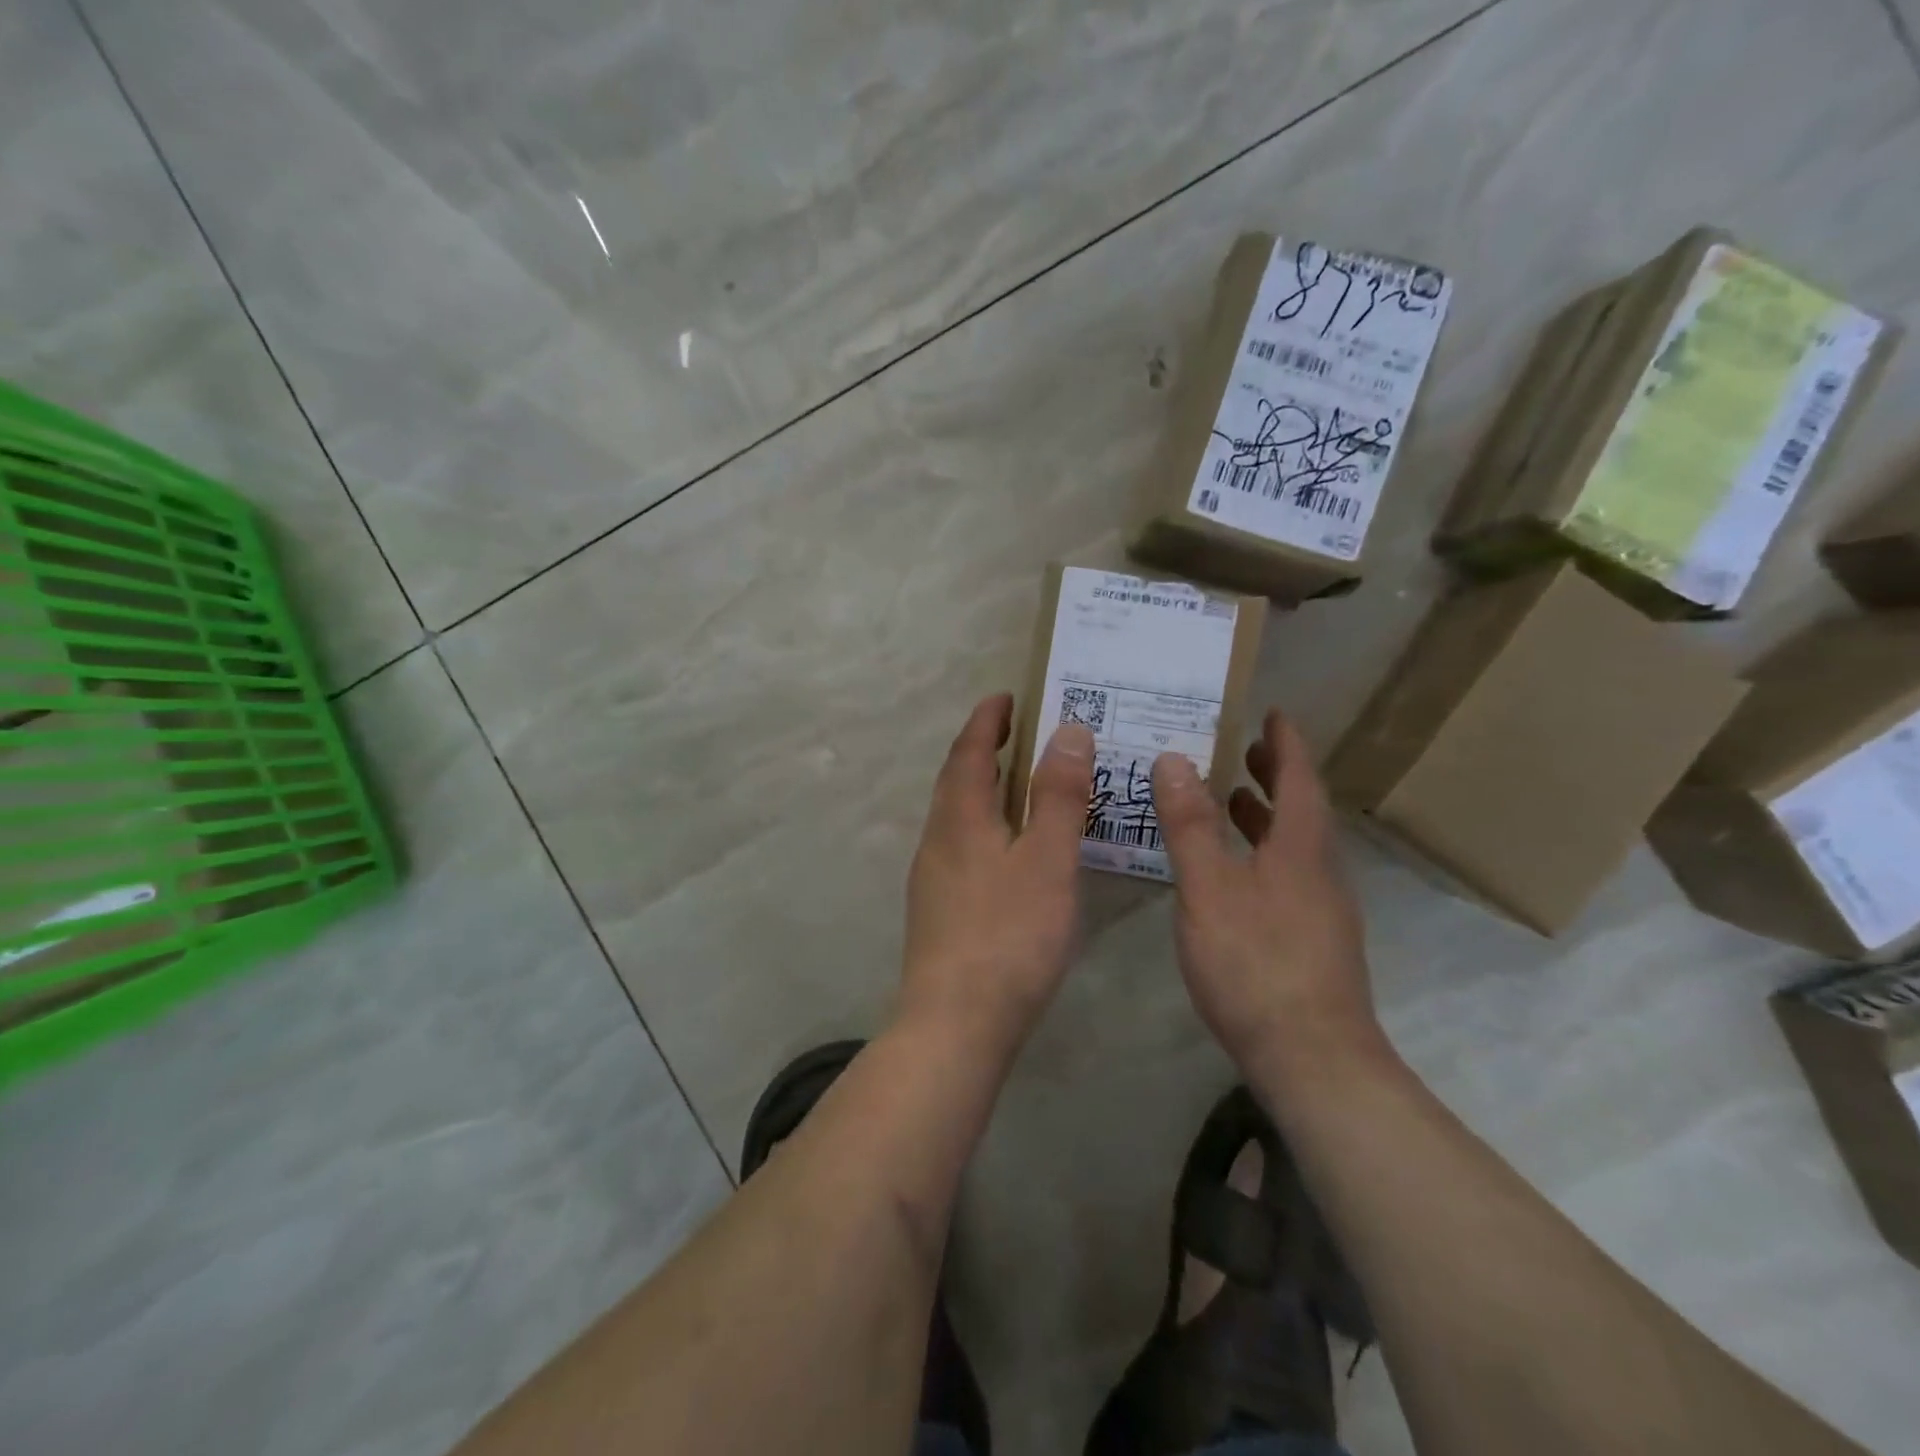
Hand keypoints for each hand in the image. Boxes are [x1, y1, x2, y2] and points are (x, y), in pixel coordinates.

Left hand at [897, 694, 1094, 1065]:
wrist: (955, 1022)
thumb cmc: (1009, 935)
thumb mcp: (1047, 859)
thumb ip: (1058, 795)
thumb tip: (1067, 731)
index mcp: (959, 817)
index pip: (969, 751)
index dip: (987, 720)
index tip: (1007, 697)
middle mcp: (937, 839)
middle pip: (957, 780)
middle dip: (984, 750)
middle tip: (1019, 733)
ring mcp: (932, 877)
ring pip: (957, 816)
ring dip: (984, 789)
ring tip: (1020, 785)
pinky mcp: (938, 910)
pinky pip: (961, 846)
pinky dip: (985, 826)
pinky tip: (1010, 851)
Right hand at [1151, 710, 1382, 1080]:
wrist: (1313, 1058)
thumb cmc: (1255, 963)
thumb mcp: (1209, 887)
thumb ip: (1189, 824)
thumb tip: (1173, 759)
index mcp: (1300, 847)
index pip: (1298, 778)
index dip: (1285, 743)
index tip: (1272, 713)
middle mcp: (1320, 870)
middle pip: (1301, 809)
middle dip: (1275, 775)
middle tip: (1245, 749)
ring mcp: (1321, 908)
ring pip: (1294, 845)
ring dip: (1266, 815)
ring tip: (1231, 799)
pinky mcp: (1313, 939)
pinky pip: (1287, 873)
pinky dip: (1262, 852)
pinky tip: (1233, 871)